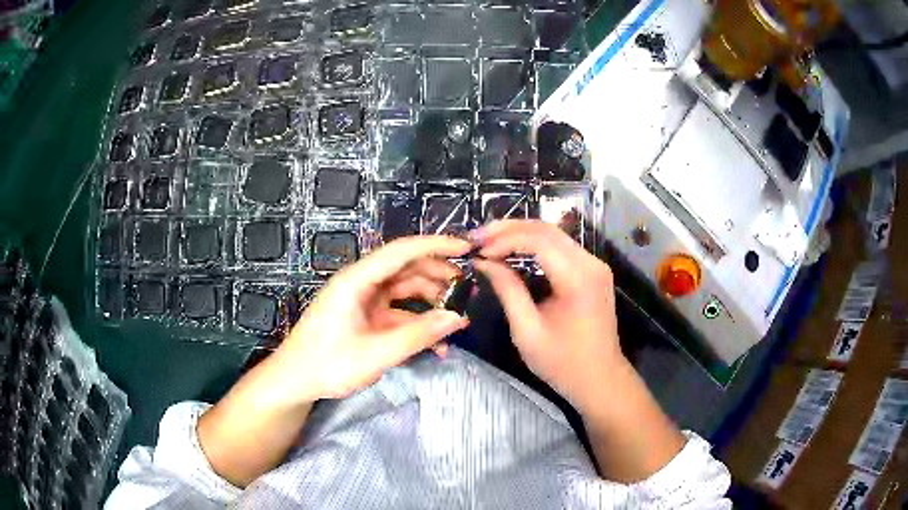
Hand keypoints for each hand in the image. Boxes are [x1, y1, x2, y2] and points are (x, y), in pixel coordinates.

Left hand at [275, 235, 470, 401]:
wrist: (295, 380)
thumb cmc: (328, 364)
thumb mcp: (376, 353)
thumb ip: (418, 335)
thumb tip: (458, 318)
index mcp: (357, 280)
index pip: (402, 251)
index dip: (436, 245)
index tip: (467, 249)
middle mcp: (362, 283)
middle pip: (406, 268)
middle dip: (439, 276)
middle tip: (468, 292)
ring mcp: (364, 300)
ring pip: (405, 290)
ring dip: (431, 301)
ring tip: (457, 318)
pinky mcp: (366, 316)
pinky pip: (398, 312)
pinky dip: (418, 322)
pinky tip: (437, 343)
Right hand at [472, 220, 624, 414]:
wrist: (600, 380)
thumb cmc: (563, 363)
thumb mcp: (527, 331)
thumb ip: (507, 290)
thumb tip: (484, 262)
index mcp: (577, 278)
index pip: (538, 240)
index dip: (504, 239)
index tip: (478, 250)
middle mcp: (591, 263)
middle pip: (547, 229)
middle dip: (509, 229)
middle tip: (478, 236)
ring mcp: (595, 265)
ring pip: (554, 234)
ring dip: (521, 233)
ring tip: (490, 240)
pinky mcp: (593, 272)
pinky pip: (561, 247)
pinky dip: (535, 244)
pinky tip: (514, 249)